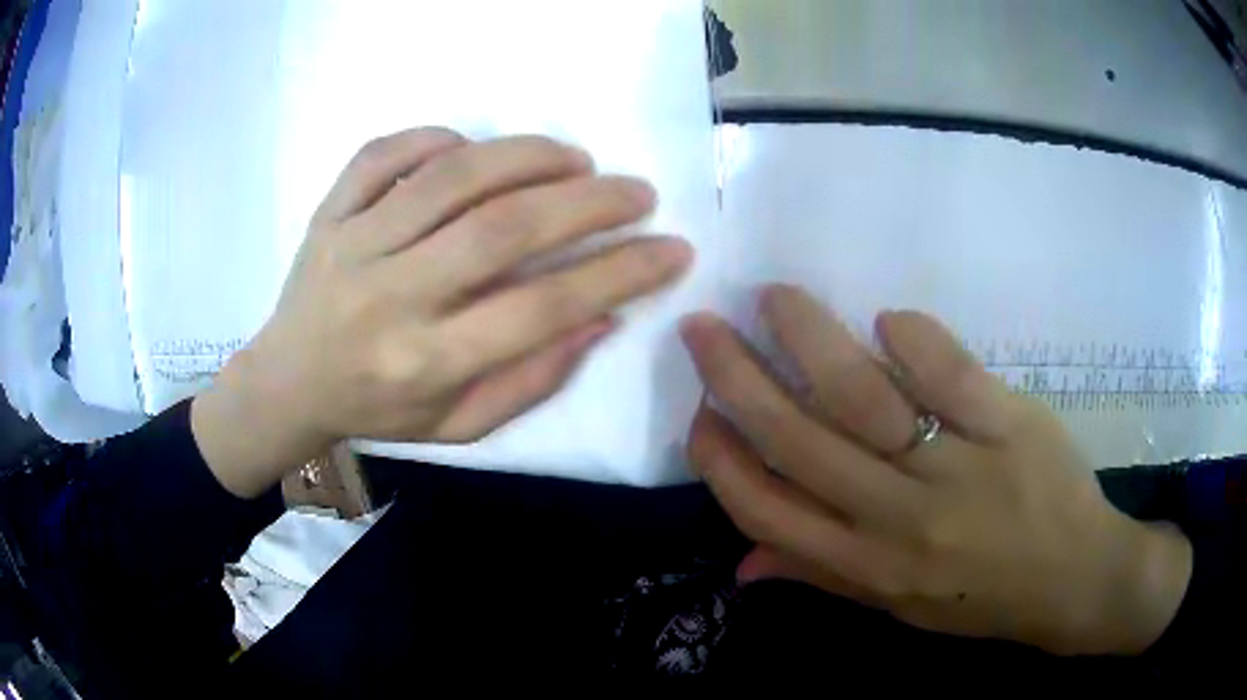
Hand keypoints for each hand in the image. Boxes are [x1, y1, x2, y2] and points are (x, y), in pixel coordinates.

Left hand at [194, 128, 691, 496]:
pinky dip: (435, 137)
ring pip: (450, 178)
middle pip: (502, 229)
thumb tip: (601, 317)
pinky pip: (383, 154)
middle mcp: (391, 297)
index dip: (620, 273)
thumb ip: (531, 379)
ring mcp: (354, 245)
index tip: (672, 249)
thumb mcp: (460, 425)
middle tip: (636, 192)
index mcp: (427, 361)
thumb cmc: (379, 410)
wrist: (288, 383)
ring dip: (526, 156)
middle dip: (587, 203)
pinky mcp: (329, 212)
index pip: (542, 307)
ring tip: (575, 158)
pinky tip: (471, 148)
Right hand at [680, 285, 1191, 654]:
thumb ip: (822, 575)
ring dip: (809, 337)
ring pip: (863, 395)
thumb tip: (741, 560)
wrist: (1073, 580)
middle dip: (736, 378)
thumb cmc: (981, 599)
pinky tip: (889, 319)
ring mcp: (956, 467)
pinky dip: (913, 338)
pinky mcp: (1008, 425)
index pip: (766, 505)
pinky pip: (949, 373)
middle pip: (797, 439)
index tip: (699, 409)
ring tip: (777, 299)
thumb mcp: (895, 607)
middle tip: (704, 327)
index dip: (719, 455)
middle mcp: (898, 518)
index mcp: (867, 564)